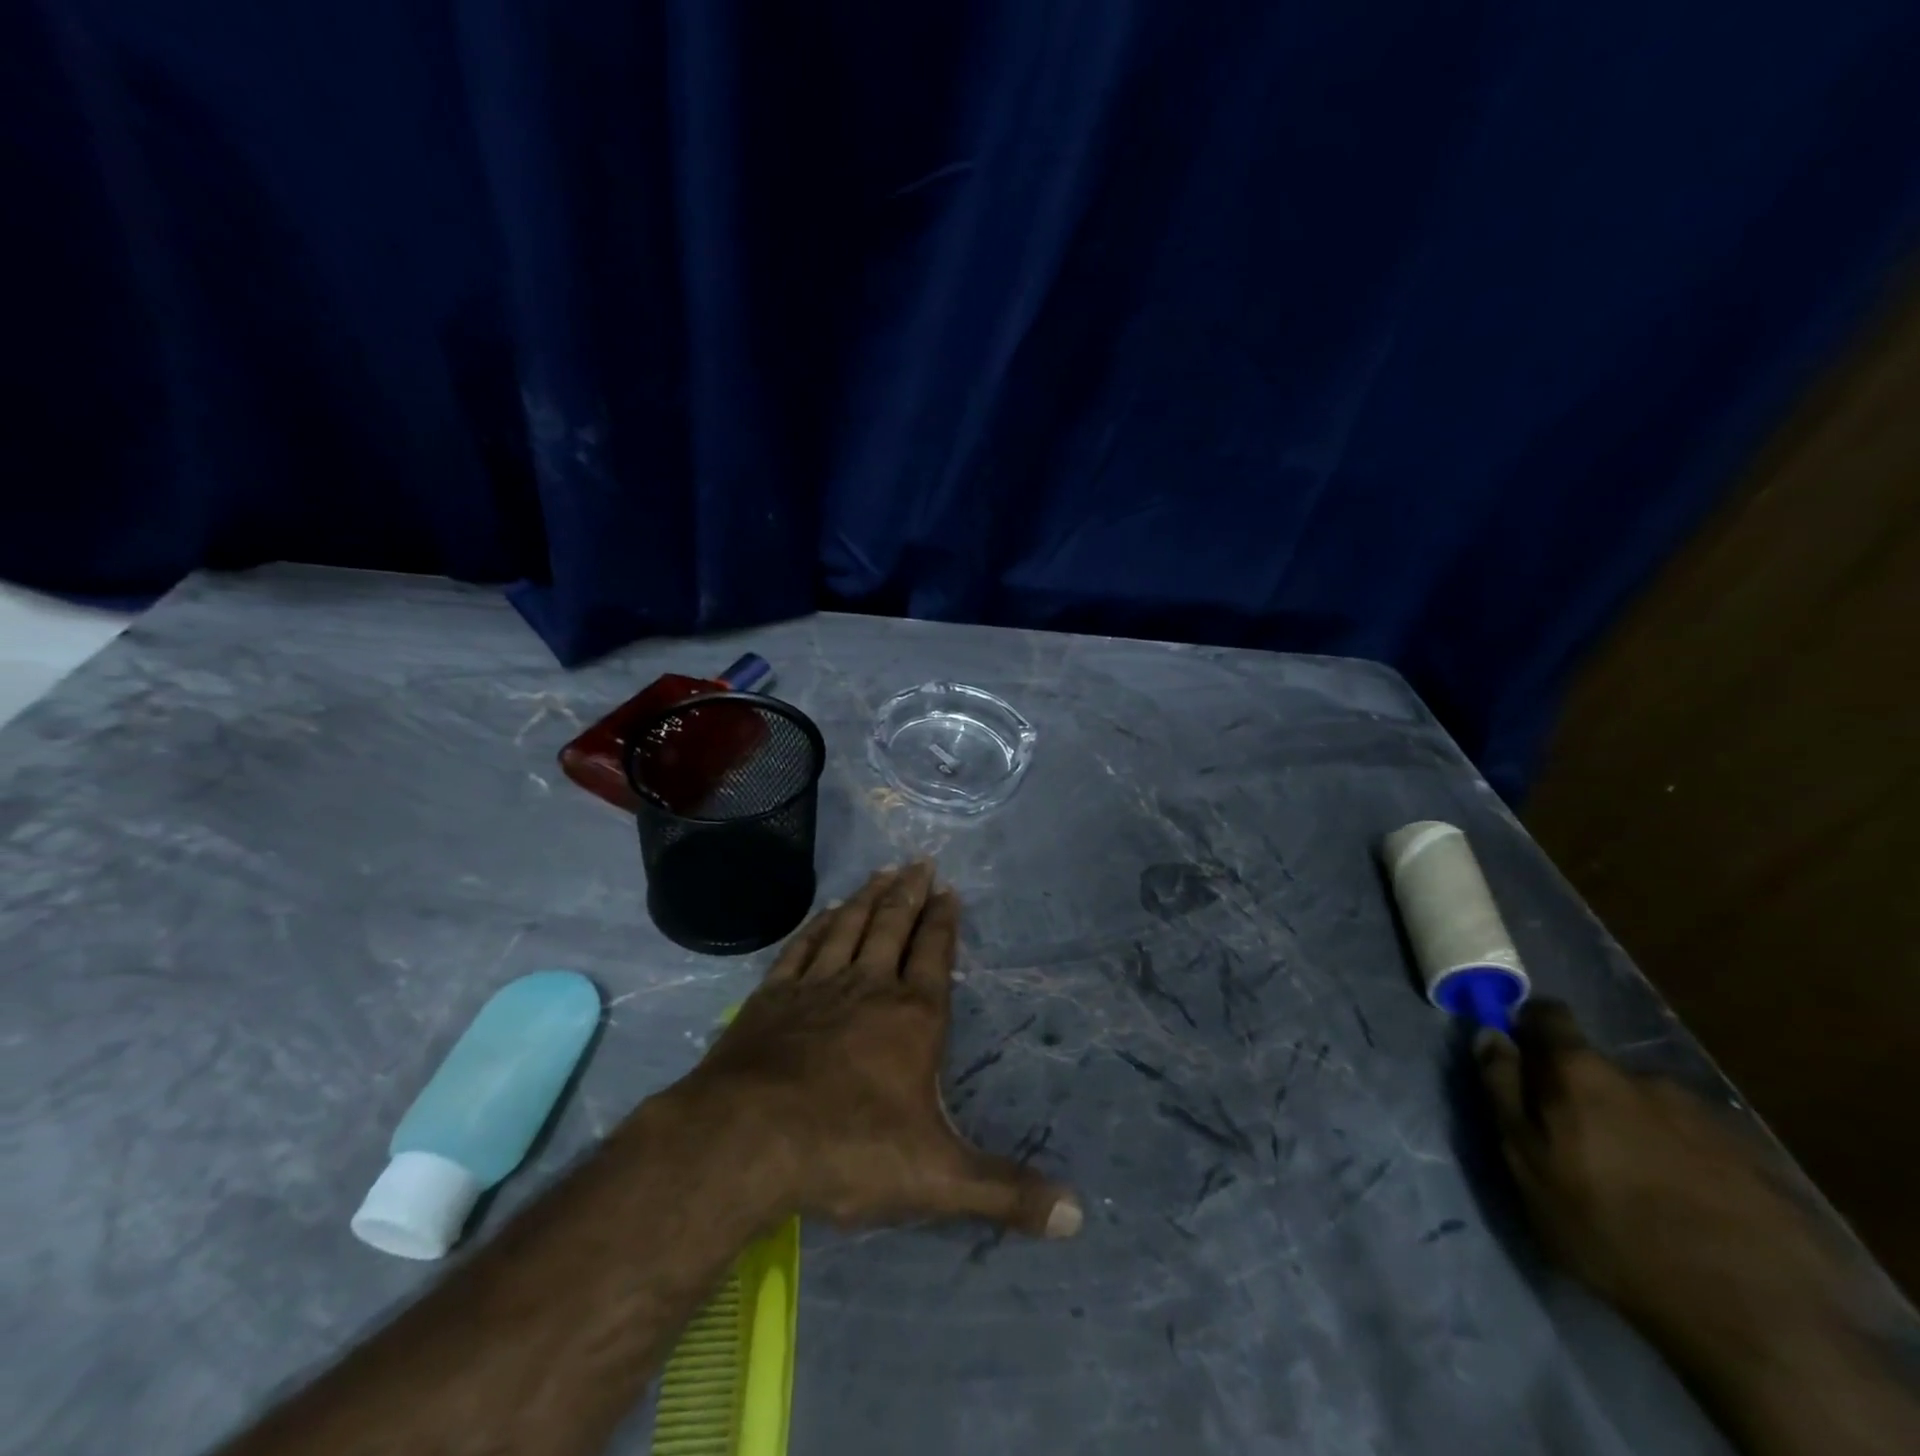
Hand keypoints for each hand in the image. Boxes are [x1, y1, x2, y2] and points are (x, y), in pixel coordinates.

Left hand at [688, 864, 1082, 1237]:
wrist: (746, 1140)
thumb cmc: (848, 1150)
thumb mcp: (938, 1179)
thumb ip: (1005, 1193)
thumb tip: (1077, 1217)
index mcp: (912, 1018)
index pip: (934, 955)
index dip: (943, 922)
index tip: (948, 890)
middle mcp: (868, 987)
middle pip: (893, 927)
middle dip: (909, 894)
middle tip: (920, 862)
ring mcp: (816, 987)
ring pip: (849, 928)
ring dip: (867, 898)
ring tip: (881, 871)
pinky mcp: (772, 998)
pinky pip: (802, 948)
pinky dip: (818, 926)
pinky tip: (825, 913)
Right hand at [1475, 1001, 1854, 1358]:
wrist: (1759, 1318)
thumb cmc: (1609, 1229)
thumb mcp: (1527, 1162)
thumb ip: (1503, 1090)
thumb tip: (1490, 1034)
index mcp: (1582, 1071)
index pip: (1548, 1015)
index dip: (1529, 1030)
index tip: (1521, 1064)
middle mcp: (1644, 1076)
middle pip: (1599, 1068)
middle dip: (1583, 1095)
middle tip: (1578, 1149)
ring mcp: (1708, 1117)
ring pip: (1650, 1107)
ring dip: (1635, 1129)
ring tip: (1638, 1186)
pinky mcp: (1758, 1162)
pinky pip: (1698, 1144)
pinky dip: (1683, 1162)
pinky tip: (1688, 1208)